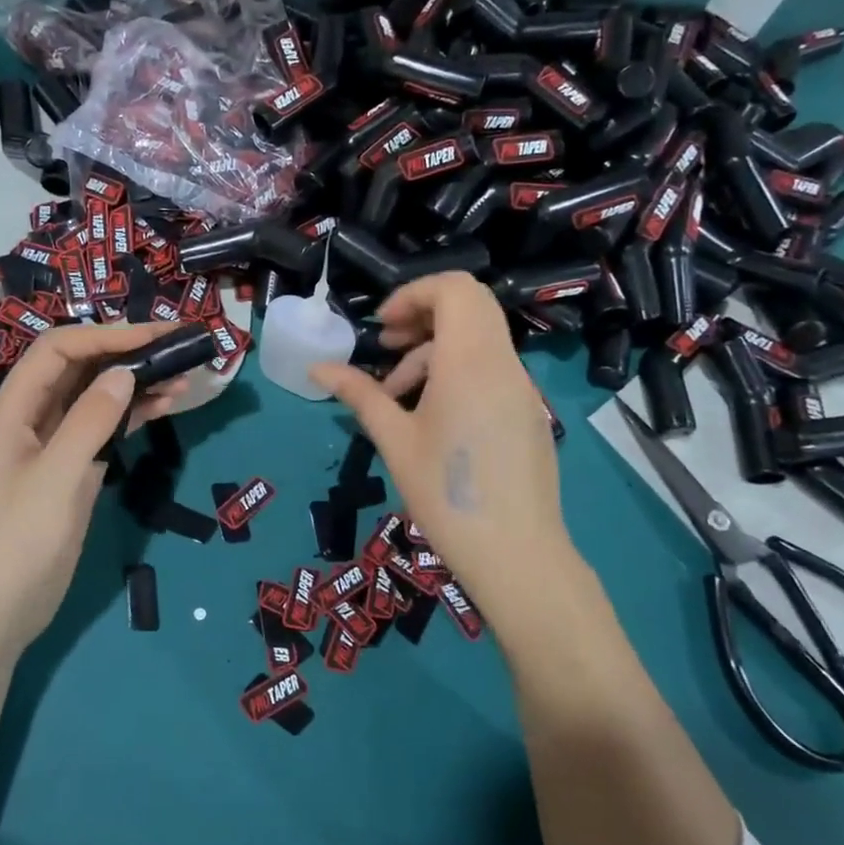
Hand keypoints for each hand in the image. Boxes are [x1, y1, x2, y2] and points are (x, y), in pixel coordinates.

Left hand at [0, 323, 186, 664]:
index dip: (108, 336)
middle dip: (128, 352)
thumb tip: (126, 372)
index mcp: (14, 410)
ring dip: (137, 382)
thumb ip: (90, 421)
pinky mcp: (72, 471)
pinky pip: (105, 428)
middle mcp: (33, 418)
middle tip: (181, 348)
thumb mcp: (55, 479)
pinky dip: (134, 414)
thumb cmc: (15, 544)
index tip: (157, 337)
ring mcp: (54, 445)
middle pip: (82, 367)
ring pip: (98, 396)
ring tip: (185, 376)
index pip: (61, 350)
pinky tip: (167, 406)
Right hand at [312, 273, 571, 624]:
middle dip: (422, 316)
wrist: (517, 555)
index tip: (381, 327)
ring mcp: (521, 388)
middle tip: (386, 347)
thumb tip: (316, 368)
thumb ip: (359, 394)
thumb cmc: (445, 494)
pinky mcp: (527, 412)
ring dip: (434, 351)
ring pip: (478, 340)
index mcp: (471, 361)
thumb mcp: (394, 440)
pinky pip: (490, 369)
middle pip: (470, 306)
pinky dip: (457, 373)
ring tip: (396, 396)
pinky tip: (431, 418)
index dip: (413, 294)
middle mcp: (503, 363)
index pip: (455, 289)